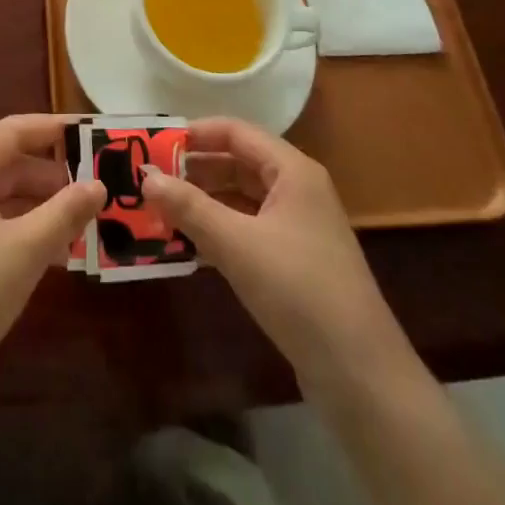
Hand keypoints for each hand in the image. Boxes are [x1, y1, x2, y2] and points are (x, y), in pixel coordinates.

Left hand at [0, 114, 103, 405]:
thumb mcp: (25, 251)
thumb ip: (66, 212)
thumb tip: (99, 185)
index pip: (14, 131)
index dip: (56, 130)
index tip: (96, 134)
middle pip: (8, 162)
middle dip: (54, 176)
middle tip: (101, 186)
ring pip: (0, 195)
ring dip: (41, 206)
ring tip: (88, 221)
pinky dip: (21, 229)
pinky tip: (56, 252)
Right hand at [142, 118, 405, 391]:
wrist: (359, 372)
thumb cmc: (298, 290)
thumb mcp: (236, 244)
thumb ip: (189, 207)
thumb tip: (145, 178)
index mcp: (292, 171)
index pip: (236, 132)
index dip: (195, 134)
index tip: (154, 145)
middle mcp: (296, 190)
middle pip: (237, 163)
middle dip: (194, 170)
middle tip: (148, 181)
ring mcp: (297, 227)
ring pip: (240, 200)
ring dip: (202, 202)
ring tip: (158, 210)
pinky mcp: (293, 261)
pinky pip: (247, 230)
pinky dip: (217, 231)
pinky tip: (185, 245)